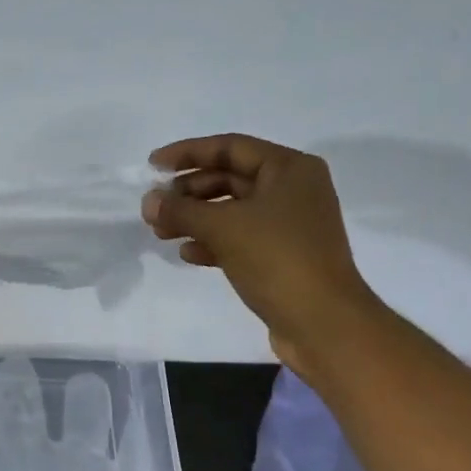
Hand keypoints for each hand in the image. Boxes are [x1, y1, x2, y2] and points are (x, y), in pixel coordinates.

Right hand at [141, 134, 376, 376]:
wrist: (322, 322)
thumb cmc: (277, 259)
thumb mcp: (223, 227)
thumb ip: (181, 210)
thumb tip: (148, 201)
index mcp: (289, 169)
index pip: (230, 147)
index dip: (187, 153)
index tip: (152, 166)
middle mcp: (293, 190)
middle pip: (230, 179)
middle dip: (189, 192)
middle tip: (155, 207)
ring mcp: (289, 226)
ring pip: (232, 212)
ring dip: (196, 219)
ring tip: (161, 232)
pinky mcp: (282, 257)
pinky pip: (241, 239)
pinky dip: (213, 242)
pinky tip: (187, 253)